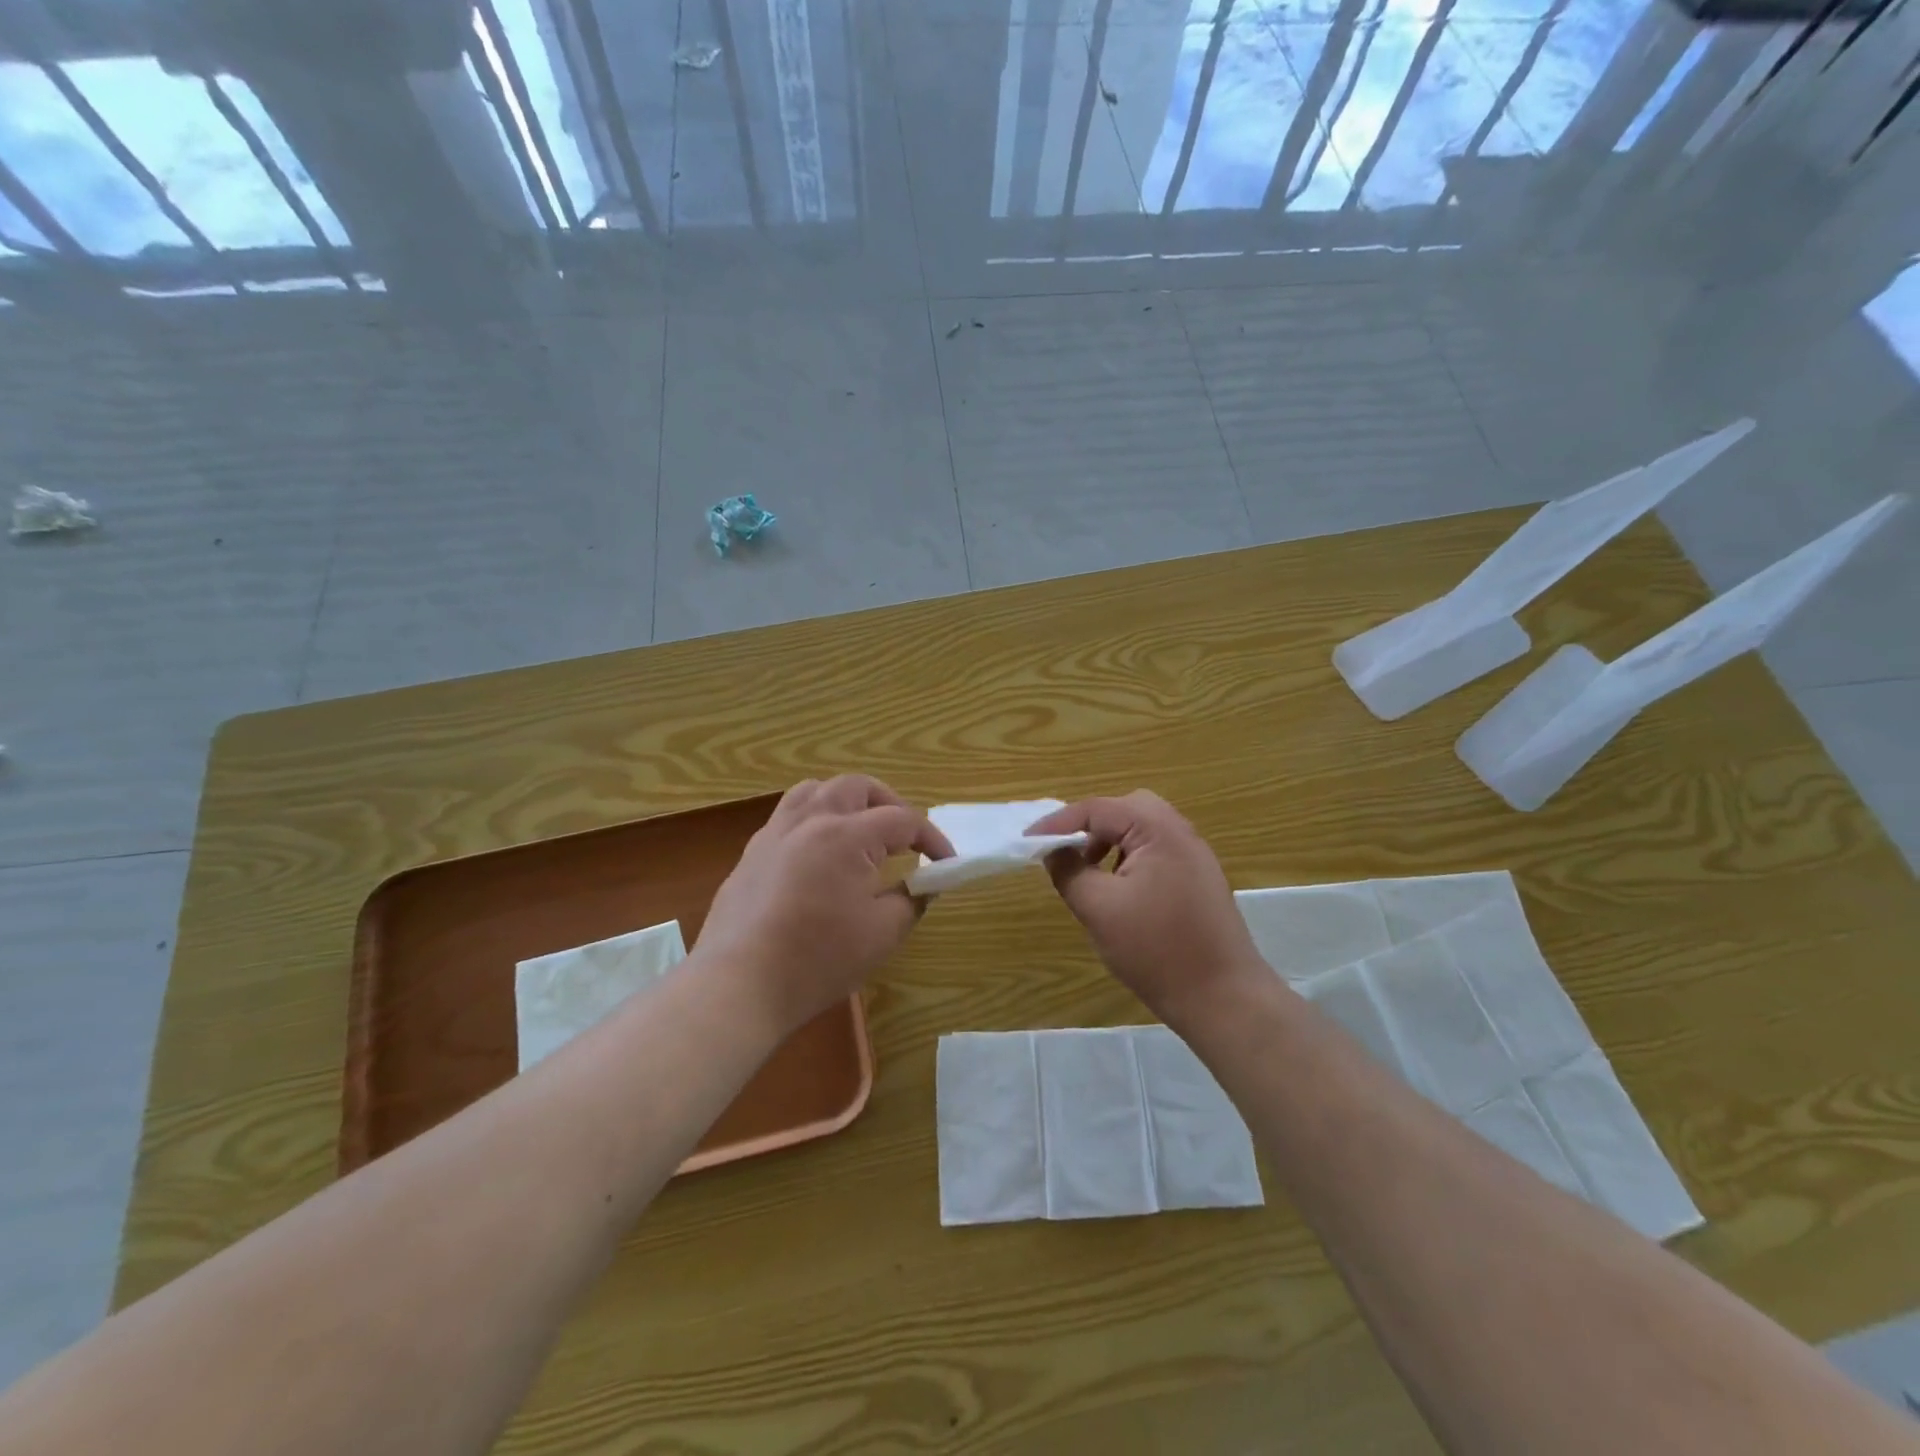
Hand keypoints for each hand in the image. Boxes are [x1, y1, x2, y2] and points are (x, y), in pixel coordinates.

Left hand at [697, 776, 953, 1033]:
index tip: (947, 863)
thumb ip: (912, 900)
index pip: (903, 820)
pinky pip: (788, 817)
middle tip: (905, 838)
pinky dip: (814, 821)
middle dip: (889, 805)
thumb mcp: (883, 933)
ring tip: (860, 831)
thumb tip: (923, 885)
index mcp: (846, 834)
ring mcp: (775, 834)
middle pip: (857, 787)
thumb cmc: (818, 958)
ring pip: (815, 791)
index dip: (932, 839)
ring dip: (846, 802)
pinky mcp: (751, 854)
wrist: (739, 984)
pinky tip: (819, 856)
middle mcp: (810, 820)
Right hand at [1027, 791, 1267, 1022]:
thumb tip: (1053, 850)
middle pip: (1126, 808)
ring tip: (1089, 871)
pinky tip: (1120, 890)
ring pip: (1143, 829)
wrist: (1223, 998)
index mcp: (1158, 830)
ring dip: (1111, 840)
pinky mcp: (1200, 879)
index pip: (1098, 809)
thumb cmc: (1156, 949)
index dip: (1058, 822)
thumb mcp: (1099, 908)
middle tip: (1066, 850)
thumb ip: (1069, 871)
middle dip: (1090, 824)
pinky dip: (1130, 856)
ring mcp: (1195, 856)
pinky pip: (1157, 850)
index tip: (1028, 841)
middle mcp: (1181, 832)